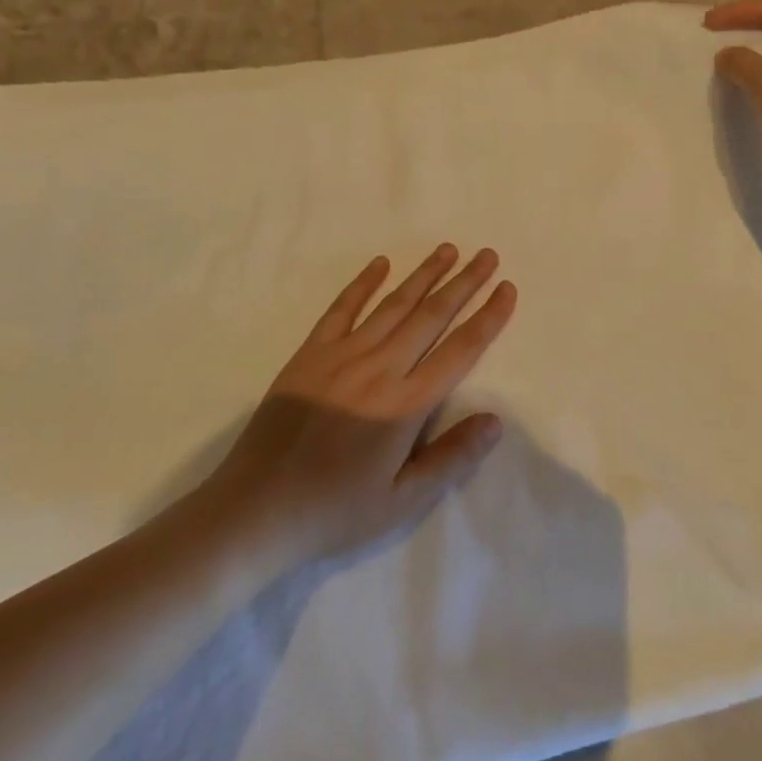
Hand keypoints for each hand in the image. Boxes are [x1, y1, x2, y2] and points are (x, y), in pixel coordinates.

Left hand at [185, 245, 515, 572]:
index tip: (507, 289)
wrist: (255, 510)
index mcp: (406, 404)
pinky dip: (363, 284)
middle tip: (487, 255)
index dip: (488, 318)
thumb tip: (496, 420)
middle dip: (464, 283)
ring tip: (447, 250)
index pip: (460, 350)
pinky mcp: (310, 355)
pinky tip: (381, 263)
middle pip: (432, 316)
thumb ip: (451, 458)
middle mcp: (380, 369)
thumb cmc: (335, 510)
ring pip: (393, 305)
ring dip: (423, 275)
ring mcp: (342, 356)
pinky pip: (341, 309)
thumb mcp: (402, 501)